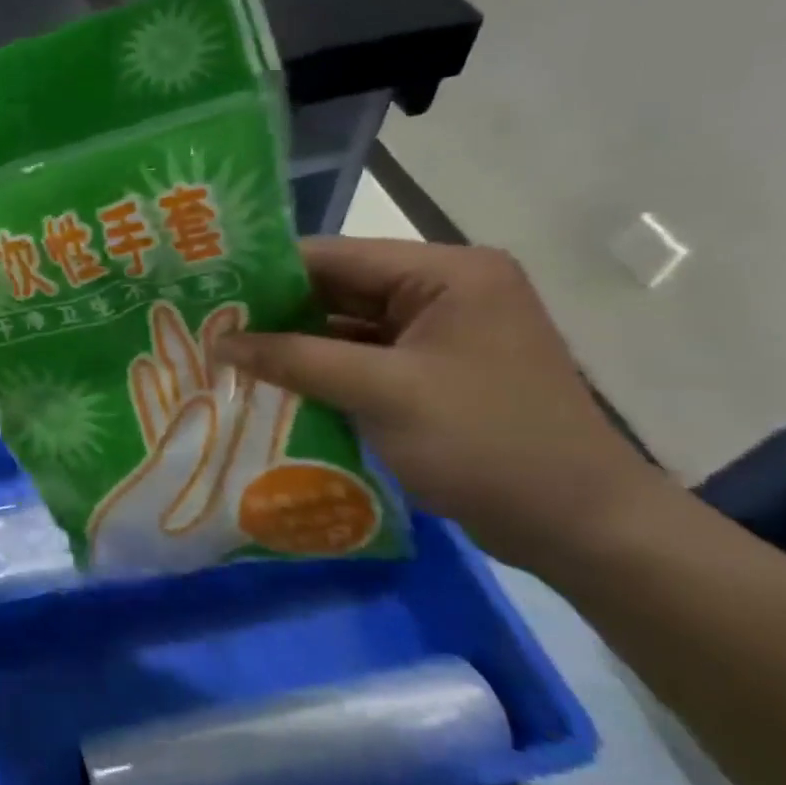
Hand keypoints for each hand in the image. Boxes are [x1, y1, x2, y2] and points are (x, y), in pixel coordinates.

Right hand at [209, 238, 661, 571]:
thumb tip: (218, 341)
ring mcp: (439, 335)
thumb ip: (295, 359)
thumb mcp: (383, 392)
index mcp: (447, 273)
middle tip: (205, 328)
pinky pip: (361, 360)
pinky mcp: (431, 374)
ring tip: (223, 356)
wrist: (581, 527)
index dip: (266, 273)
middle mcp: (444, 291)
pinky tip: (269, 385)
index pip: (336, 257)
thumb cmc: (487, 443)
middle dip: (275, 313)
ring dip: (292, 346)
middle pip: (338, 291)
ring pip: (344, 328)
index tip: (205, 291)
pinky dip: (320, 372)